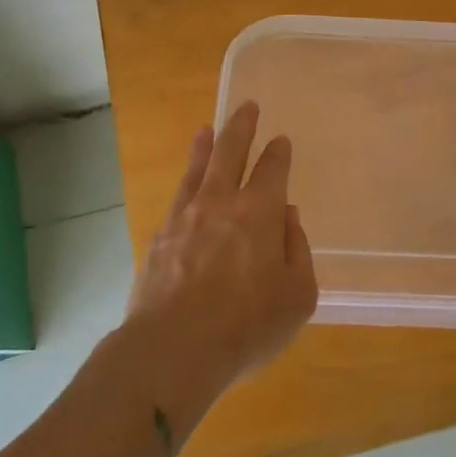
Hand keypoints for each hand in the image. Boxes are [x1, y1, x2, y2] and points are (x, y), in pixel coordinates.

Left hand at [127, 101, 317, 392]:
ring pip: (197, 170)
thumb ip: (297, 250)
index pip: (272, 169)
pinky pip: (176, 199)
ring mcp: (184, 218)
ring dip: (205, 147)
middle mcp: (220, 203)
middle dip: (241, 127)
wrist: (173, 349)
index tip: (281, 141)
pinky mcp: (158, 239)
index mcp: (258, 212)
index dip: (278, 152)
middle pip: (230, 153)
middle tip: (247, 107)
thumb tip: (287, 218)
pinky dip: (185, 183)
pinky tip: (186, 188)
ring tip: (206, 130)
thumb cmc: (247, 325)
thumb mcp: (297, 295)